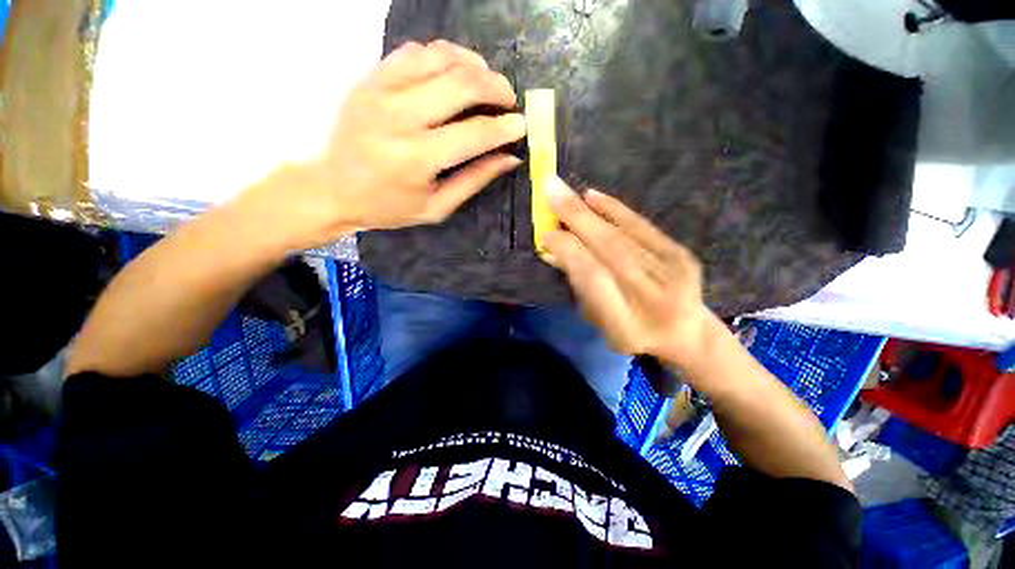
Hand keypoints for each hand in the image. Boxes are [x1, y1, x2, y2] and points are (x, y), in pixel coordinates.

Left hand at [242, 40, 526, 251]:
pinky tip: (455, 71)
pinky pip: (415, 51)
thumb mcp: (437, 207)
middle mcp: (399, 116)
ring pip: (441, 58)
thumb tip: (510, 158)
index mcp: (417, 158)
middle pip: (462, 84)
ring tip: (488, 82)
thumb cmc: (388, 207)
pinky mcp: (371, 77)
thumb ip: (475, 180)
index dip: (505, 128)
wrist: (332, 188)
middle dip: (496, 87)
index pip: (474, 134)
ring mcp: (381, 90)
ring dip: (474, 65)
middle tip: (509, 99)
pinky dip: (444, 56)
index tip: (522, 125)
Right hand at [542, 177, 715, 370]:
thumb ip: (579, 286)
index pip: (593, 277)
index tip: (546, 233)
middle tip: (550, 192)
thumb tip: (554, 251)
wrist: (687, 333)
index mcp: (626, 324)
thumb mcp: (600, 321)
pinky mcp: (681, 255)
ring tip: (564, 191)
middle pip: (609, 249)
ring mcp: (672, 273)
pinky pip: (642, 227)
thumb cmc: (632, 332)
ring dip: (589, 211)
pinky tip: (593, 197)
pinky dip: (615, 210)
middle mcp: (651, 296)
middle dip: (575, 218)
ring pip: (622, 234)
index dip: (568, 251)